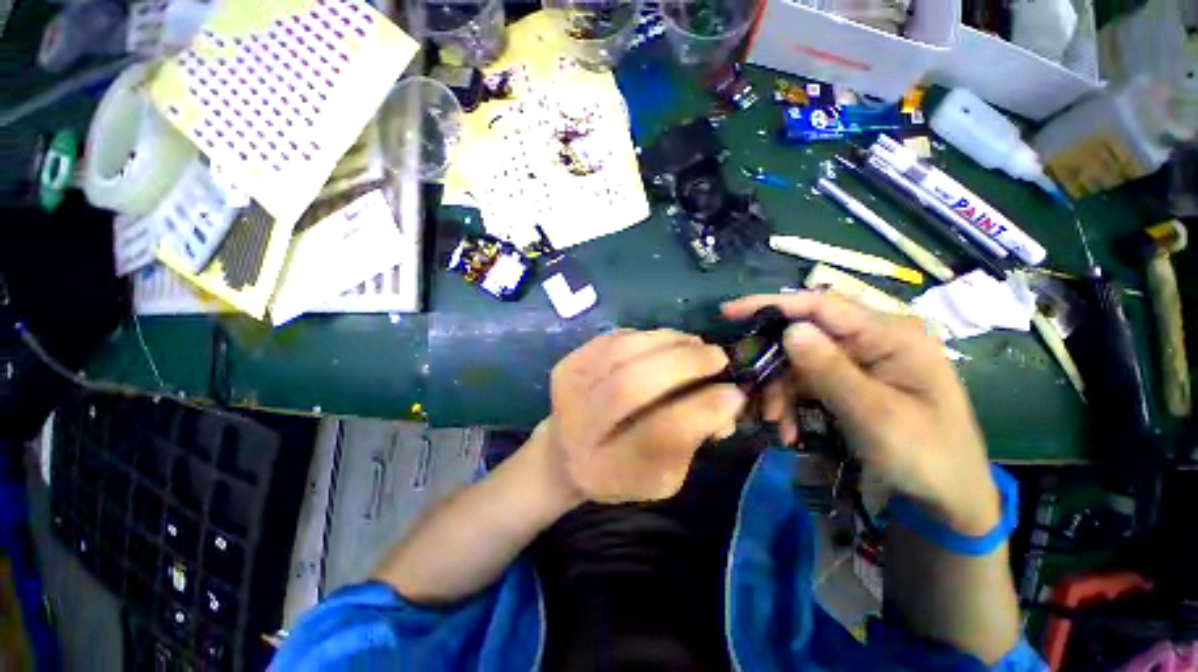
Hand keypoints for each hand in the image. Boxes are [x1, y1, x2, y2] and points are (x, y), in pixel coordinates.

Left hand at [545, 329, 746, 503]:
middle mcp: (578, 427)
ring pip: (623, 351)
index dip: (701, 410)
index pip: (658, 435)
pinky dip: (646, 336)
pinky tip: (664, 344)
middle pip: (631, 384)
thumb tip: (729, 400)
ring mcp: (567, 389)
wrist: (565, 452)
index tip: (734, 393)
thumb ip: (693, 441)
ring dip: (668, 341)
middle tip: (717, 356)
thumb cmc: (620, 471)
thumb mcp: (661, 476)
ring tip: (694, 345)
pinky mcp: (567, 364)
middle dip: (684, 363)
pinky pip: (614, 338)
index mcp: (606, 468)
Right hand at [722, 293, 998, 534]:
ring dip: (779, 390)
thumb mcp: (875, 415)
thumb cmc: (924, 457)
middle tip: (754, 396)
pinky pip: (806, 381)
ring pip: (798, 361)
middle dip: (773, 366)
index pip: (821, 306)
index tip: (729, 312)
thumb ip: (830, 371)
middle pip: (803, 336)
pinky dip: (790, 402)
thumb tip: (789, 330)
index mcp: (890, 335)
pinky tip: (788, 428)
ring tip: (776, 423)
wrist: (944, 500)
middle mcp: (872, 340)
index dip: (772, 304)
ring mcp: (859, 361)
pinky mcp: (848, 380)